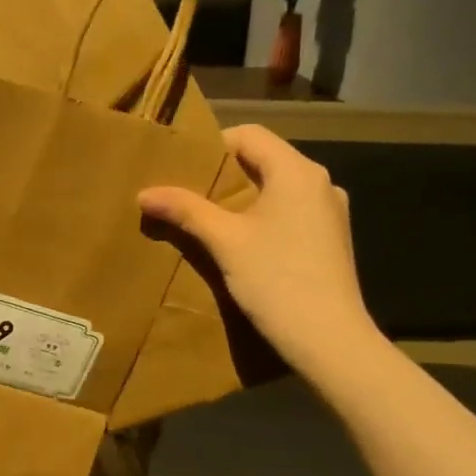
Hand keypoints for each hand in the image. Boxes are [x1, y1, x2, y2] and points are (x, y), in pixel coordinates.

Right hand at [140, 125, 381, 378]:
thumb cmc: (276, 280)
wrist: (330, 340)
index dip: (213, 145)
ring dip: (242, 198)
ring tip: (208, 220)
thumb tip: (144, 193)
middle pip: (264, 160)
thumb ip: (186, 210)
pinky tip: (241, 244)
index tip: (182, 170)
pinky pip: (289, 211)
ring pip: (277, 188)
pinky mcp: (330, 239)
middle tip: (186, 193)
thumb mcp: (224, 242)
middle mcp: (319, 183)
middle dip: (223, 174)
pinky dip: (262, 217)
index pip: (249, 135)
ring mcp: (329, 212)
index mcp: (296, 172)